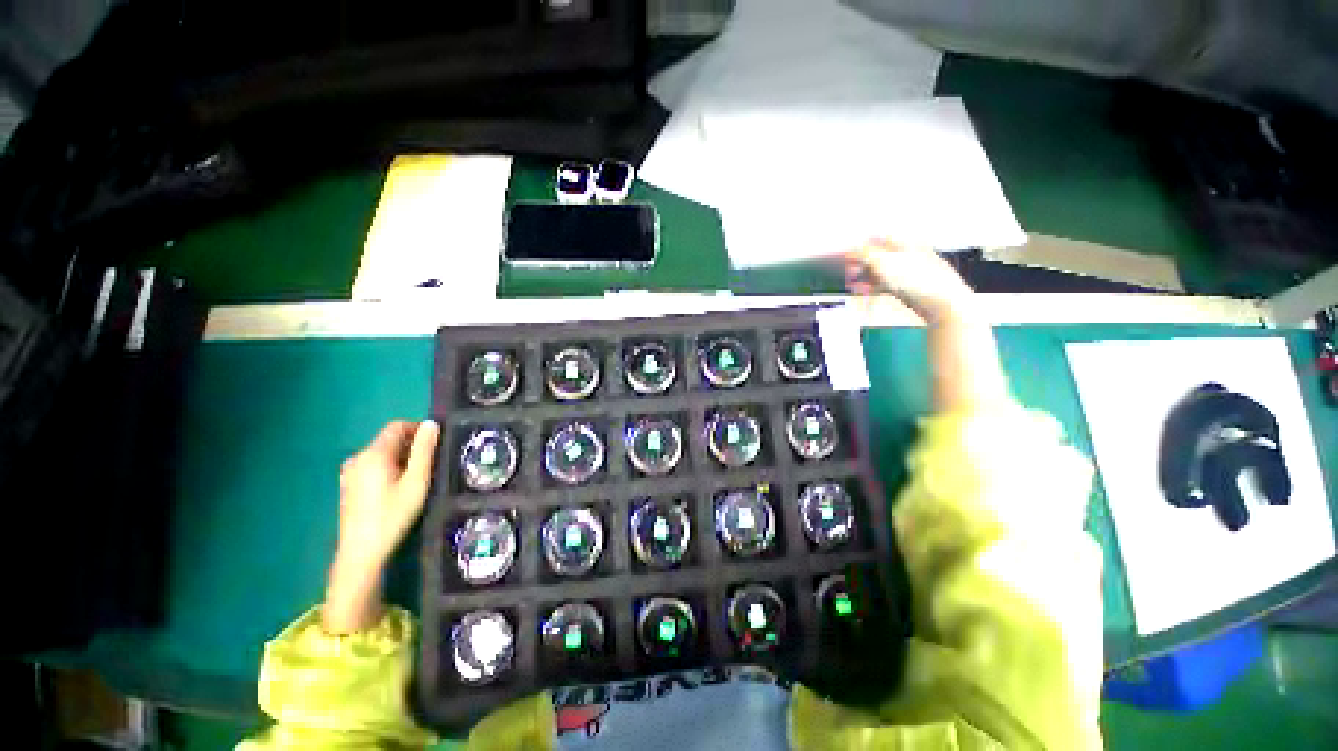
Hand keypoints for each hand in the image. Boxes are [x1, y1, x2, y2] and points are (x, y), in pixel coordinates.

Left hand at [324, 420, 440, 633]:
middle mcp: (358, 457)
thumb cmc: (393, 514)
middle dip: (411, 444)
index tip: (436, 444)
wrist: (361, 551)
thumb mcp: (417, 481)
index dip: (419, 429)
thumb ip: (424, 450)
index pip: (398, 426)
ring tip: (417, 477)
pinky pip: (372, 465)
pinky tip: (397, 488)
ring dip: (401, 457)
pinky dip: (388, 467)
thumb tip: (432, 424)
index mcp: (374, 453)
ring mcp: (350, 471)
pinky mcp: (348, 484)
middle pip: (389, 439)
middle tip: (431, 463)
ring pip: (381, 452)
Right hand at [848, 240, 1006, 409]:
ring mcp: (916, 276)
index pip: (883, 237)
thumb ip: (865, 256)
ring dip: (866, 276)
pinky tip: (865, 294)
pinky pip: (890, 286)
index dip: (864, 241)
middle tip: (845, 269)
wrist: (950, 312)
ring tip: (851, 284)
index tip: (847, 249)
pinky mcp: (916, 294)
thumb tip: (846, 249)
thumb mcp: (887, 267)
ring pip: (885, 272)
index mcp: (910, 247)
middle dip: (862, 261)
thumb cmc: (919, 286)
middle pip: (883, 255)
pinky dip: (875, 289)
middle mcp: (914, 258)